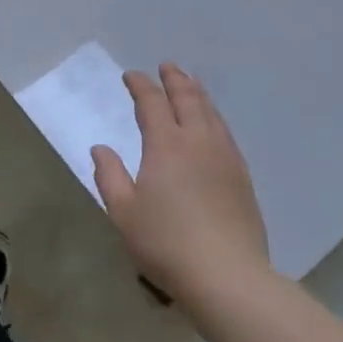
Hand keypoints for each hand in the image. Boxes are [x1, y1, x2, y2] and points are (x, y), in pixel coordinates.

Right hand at [92, 64, 270, 302]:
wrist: (227, 275)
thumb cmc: (166, 243)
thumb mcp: (124, 213)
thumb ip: (110, 176)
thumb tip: (100, 148)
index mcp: (166, 145)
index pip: (152, 104)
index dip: (141, 86)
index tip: (131, 76)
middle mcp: (198, 142)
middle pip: (188, 99)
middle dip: (175, 80)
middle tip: (167, 67)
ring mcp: (225, 157)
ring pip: (211, 113)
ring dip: (198, 94)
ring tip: (191, 84)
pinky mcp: (242, 176)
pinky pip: (225, 132)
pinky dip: (214, 117)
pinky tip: (213, 124)